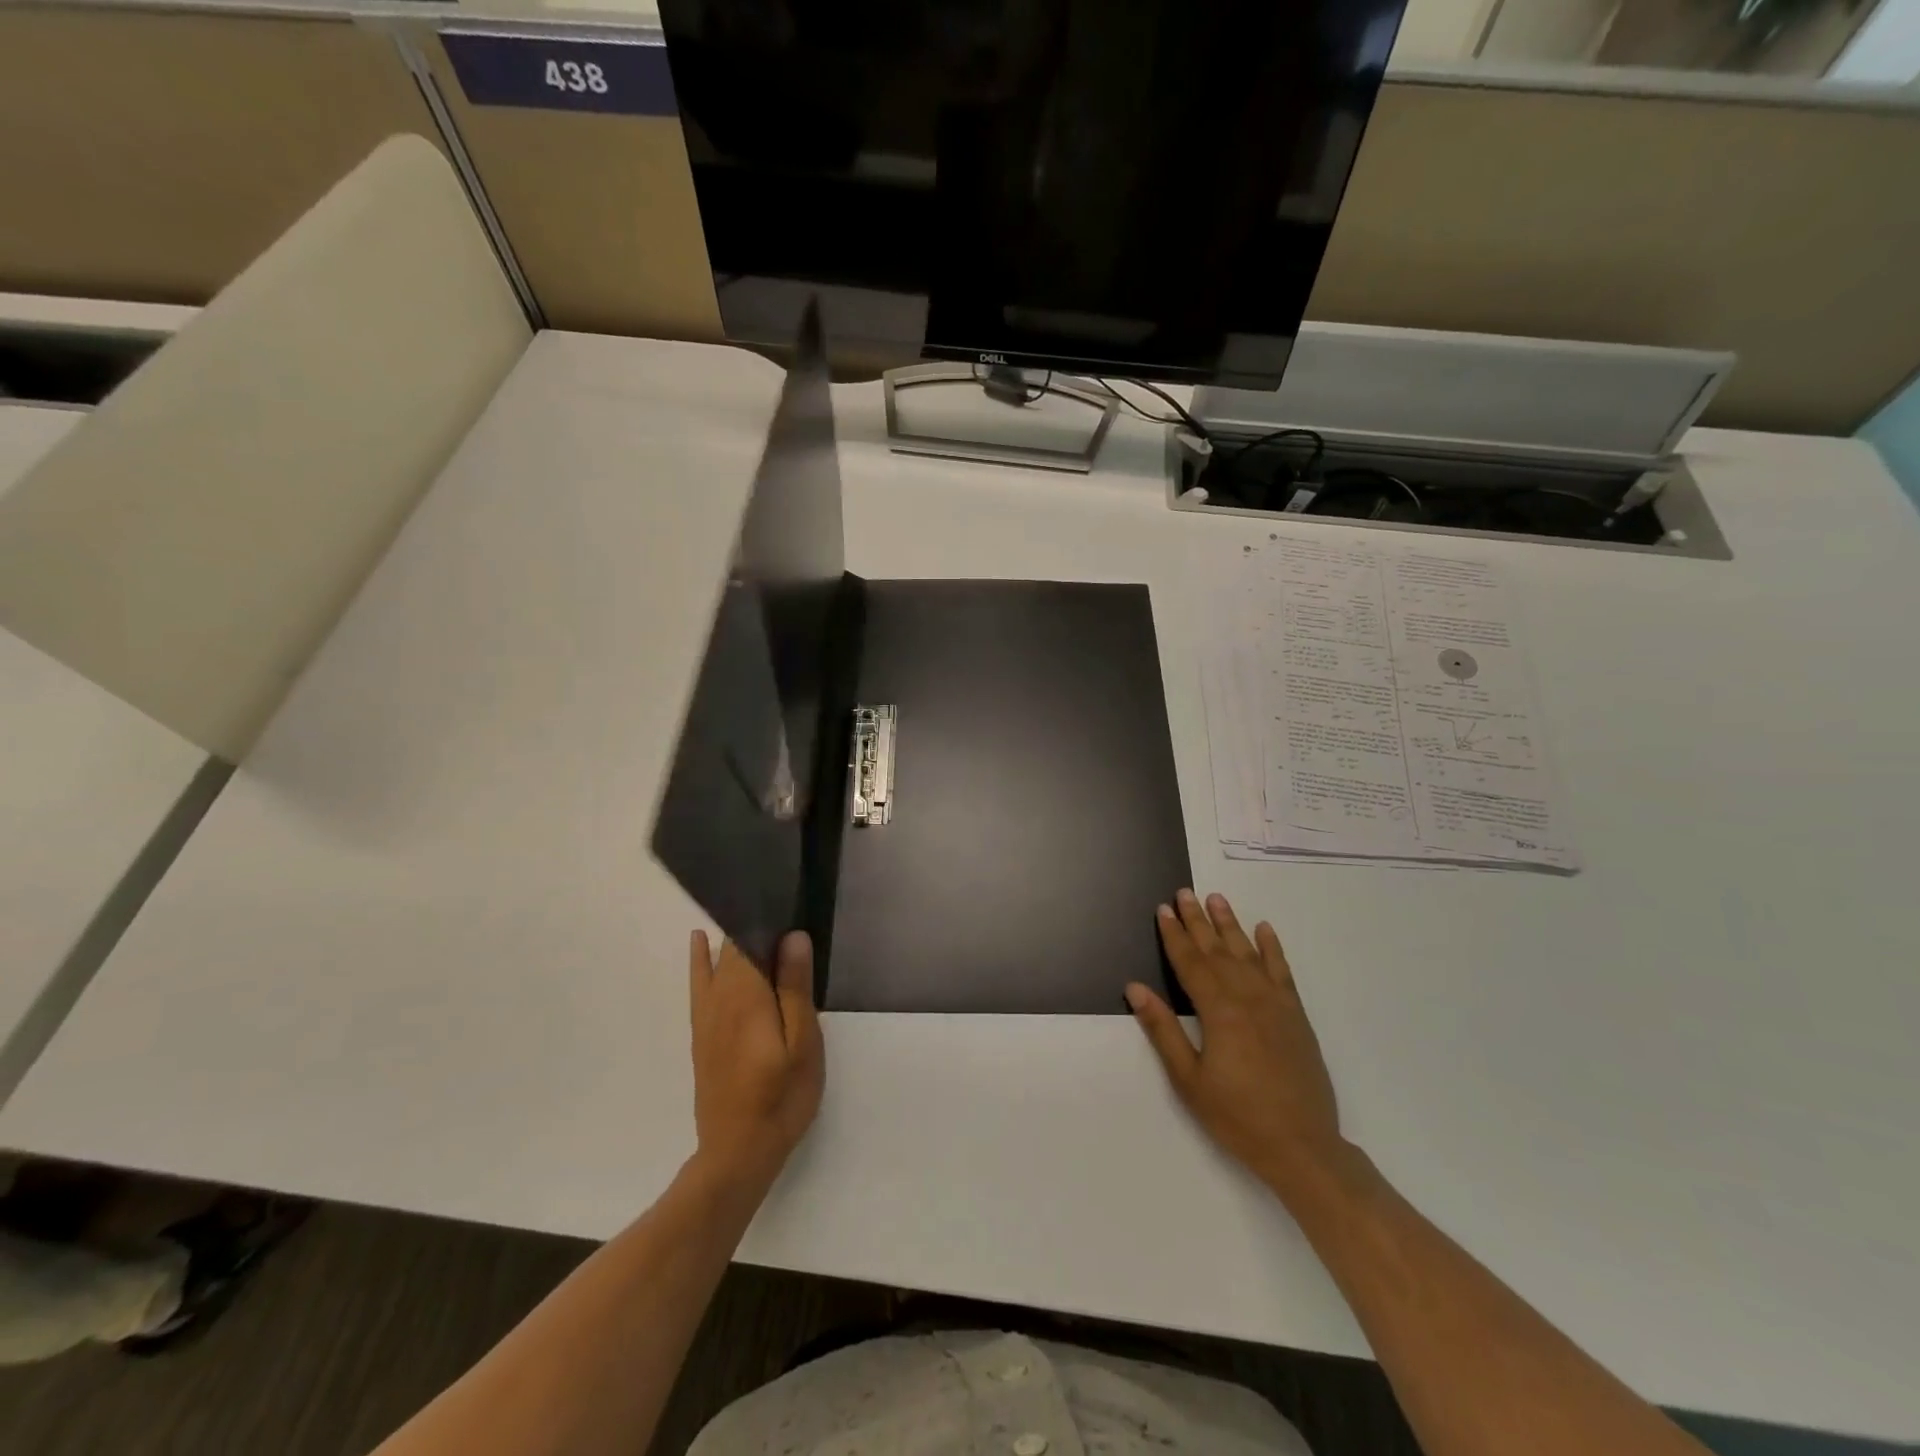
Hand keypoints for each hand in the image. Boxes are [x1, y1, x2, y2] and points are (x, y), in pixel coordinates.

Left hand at [689, 930, 823, 1190]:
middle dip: (756, 926)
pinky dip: (700, 958)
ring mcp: (706, 1014)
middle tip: (785, 911)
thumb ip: (794, 988)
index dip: (768, 917)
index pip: (749, 939)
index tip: (790, 902)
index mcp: (747, 994)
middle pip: (733, 946)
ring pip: (717, 960)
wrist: (738, 1152)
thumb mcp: (803, 1043)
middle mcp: (720, 996)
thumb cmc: (782, 1096)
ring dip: (733, 939)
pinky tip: (701, 942)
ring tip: (756, 915)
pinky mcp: (702, 1031)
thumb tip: (791, 936)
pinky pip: (698, 982)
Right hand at [1126, 889, 1347, 1201]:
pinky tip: (1264, 930)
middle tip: (1184, 893)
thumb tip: (1135, 988)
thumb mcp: (1189, 1080)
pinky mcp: (1296, 1016)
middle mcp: (1248, 997)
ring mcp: (1276, 1004)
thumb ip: (1162, 1030)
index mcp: (1219, 1011)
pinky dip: (1273, 948)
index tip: (1163, 909)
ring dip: (1230, 925)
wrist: (1303, 1147)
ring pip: (1248, 953)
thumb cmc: (1237, 1116)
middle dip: (1198, 920)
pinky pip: (1282, 972)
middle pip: (1217, 951)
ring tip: (1217, 900)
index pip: (1190, 962)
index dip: (1174, 935)